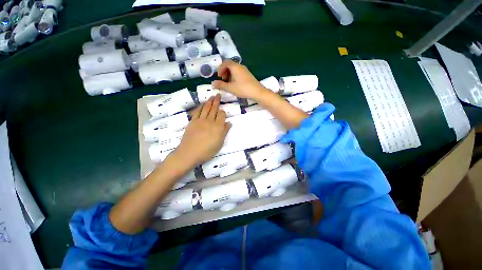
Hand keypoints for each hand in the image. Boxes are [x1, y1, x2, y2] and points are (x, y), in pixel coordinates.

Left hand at [173, 95, 230, 166]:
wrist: (190, 153)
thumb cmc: (207, 150)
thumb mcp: (219, 143)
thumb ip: (225, 132)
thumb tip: (229, 123)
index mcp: (218, 126)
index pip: (222, 115)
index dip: (223, 111)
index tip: (223, 110)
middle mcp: (210, 121)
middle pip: (214, 109)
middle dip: (216, 101)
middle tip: (218, 94)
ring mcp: (200, 120)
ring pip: (206, 108)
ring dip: (209, 102)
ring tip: (211, 96)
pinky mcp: (192, 121)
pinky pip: (197, 111)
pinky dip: (200, 107)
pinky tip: (202, 104)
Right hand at [212, 60, 267, 99]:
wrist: (257, 92)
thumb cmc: (243, 89)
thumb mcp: (230, 88)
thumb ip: (221, 85)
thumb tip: (212, 83)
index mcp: (235, 67)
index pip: (225, 63)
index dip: (220, 69)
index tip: (219, 77)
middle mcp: (240, 66)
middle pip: (229, 65)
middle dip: (224, 72)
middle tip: (223, 80)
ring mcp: (245, 70)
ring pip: (234, 69)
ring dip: (229, 75)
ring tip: (228, 84)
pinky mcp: (248, 75)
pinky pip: (238, 73)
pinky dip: (234, 76)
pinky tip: (235, 84)